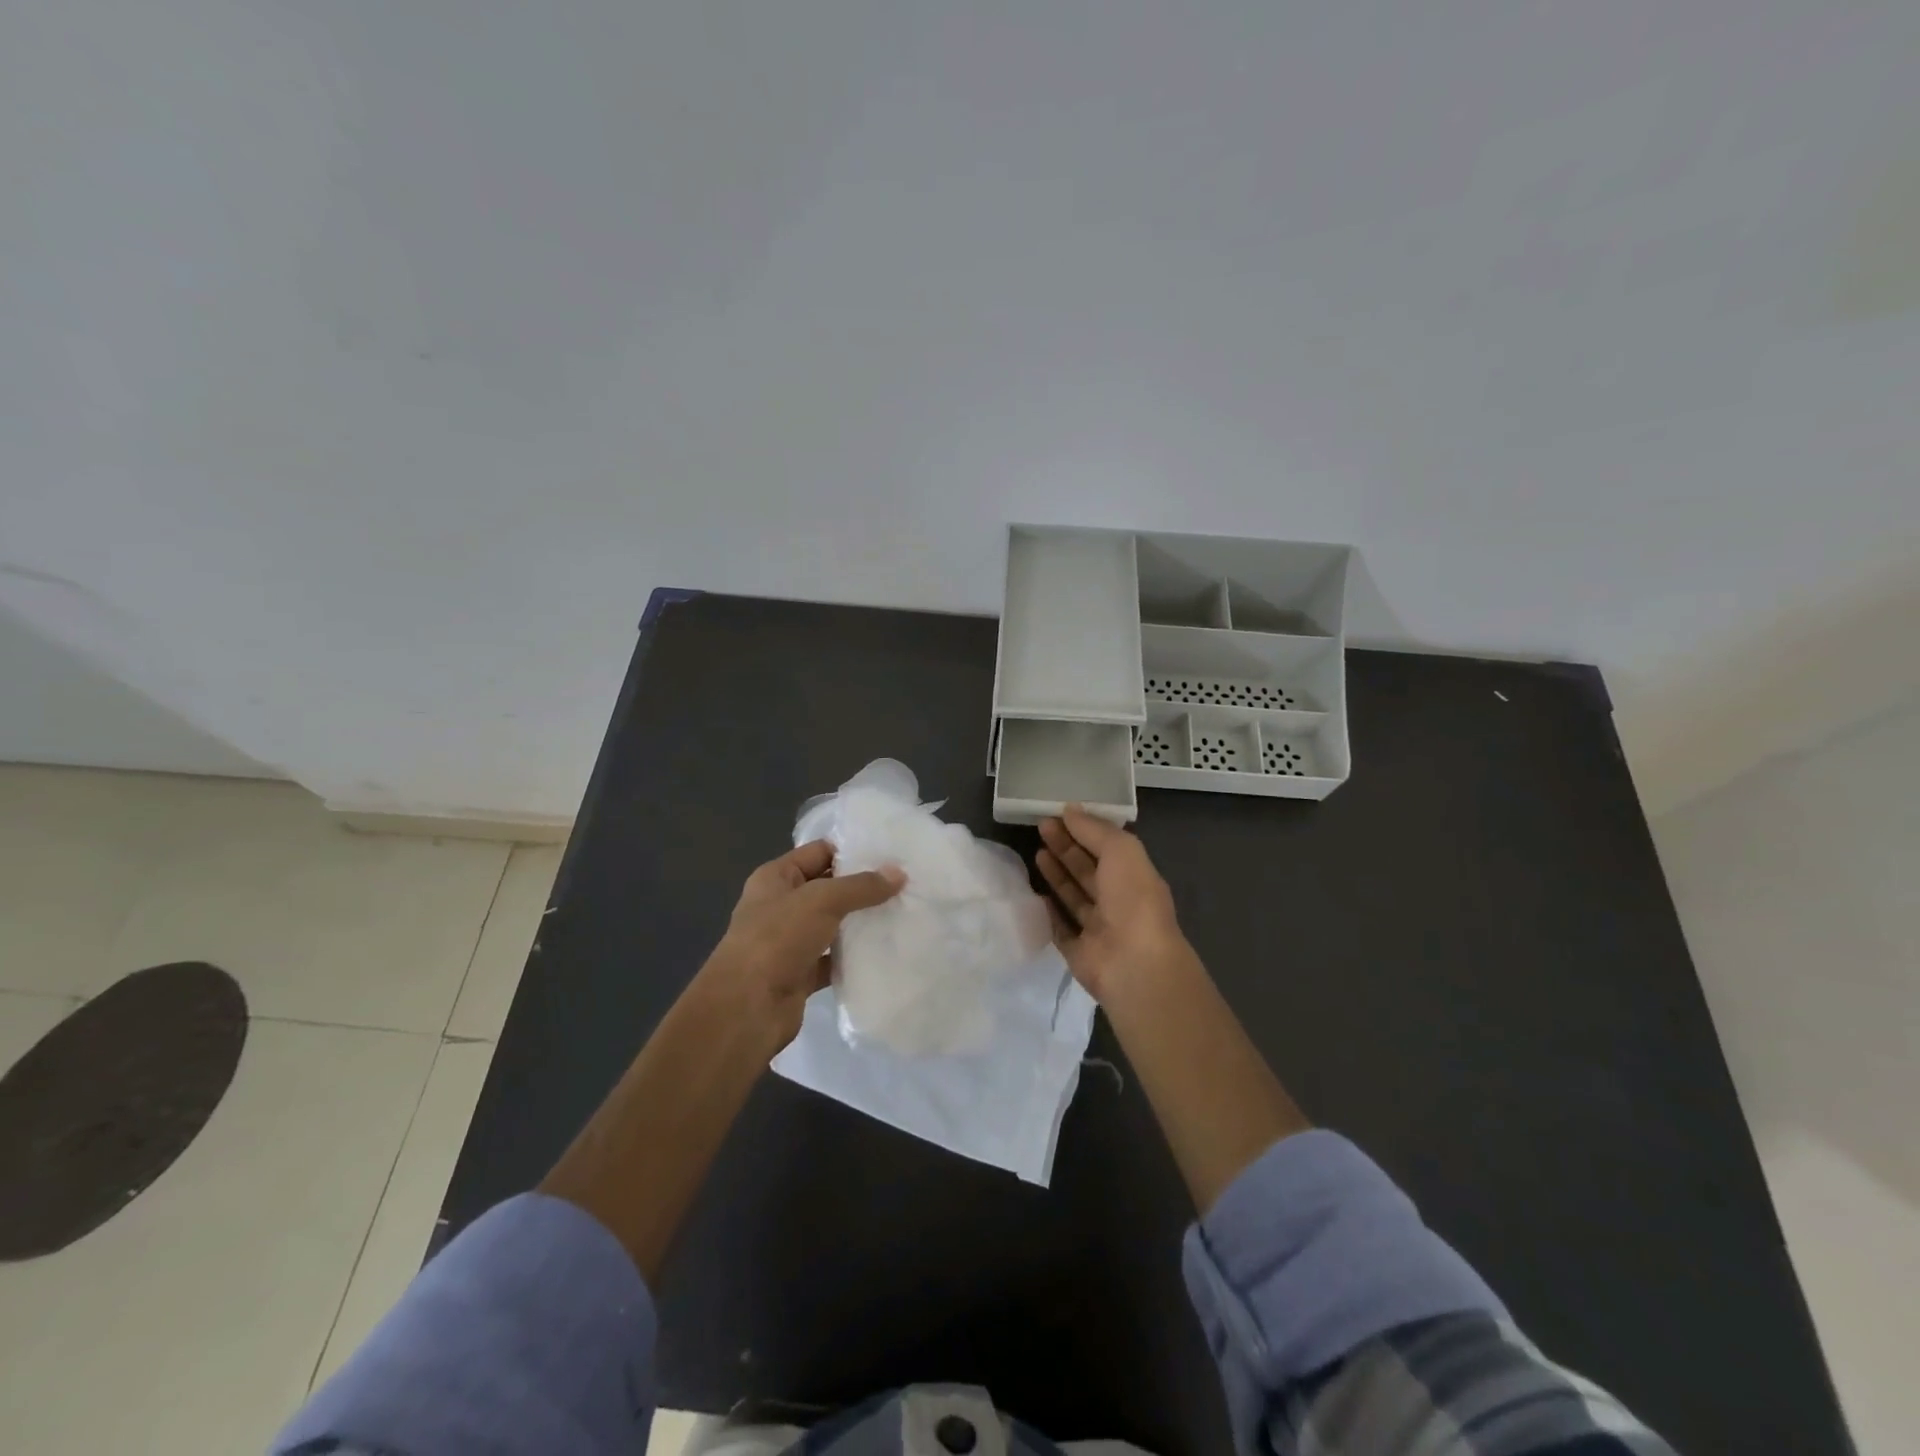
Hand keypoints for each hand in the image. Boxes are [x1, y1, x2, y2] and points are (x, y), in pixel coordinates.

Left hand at [702, 840, 904, 1048]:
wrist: (746, 1008)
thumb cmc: (777, 939)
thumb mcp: (821, 901)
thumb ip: (861, 887)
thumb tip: (899, 873)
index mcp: (776, 877)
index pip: (819, 852)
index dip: (852, 850)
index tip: (892, 854)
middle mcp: (781, 905)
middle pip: (829, 888)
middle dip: (863, 887)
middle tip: (906, 884)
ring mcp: (790, 941)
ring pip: (833, 924)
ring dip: (861, 922)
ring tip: (903, 913)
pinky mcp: (801, 973)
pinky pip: (834, 958)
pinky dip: (855, 956)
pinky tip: (885, 951)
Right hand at [1036, 806, 1196, 1004]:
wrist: (1134, 964)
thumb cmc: (1133, 900)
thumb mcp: (1121, 851)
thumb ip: (1095, 830)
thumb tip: (1070, 810)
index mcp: (1135, 877)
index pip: (1107, 848)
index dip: (1084, 830)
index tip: (1058, 814)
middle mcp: (1119, 901)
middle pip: (1088, 870)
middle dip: (1066, 848)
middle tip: (1040, 827)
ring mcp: (1099, 929)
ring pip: (1074, 897)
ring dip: (1057, 875)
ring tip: (1036, 853)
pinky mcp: (1079, 952)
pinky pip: (1060, 929)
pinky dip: (1049, 912)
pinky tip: (1034, 894)